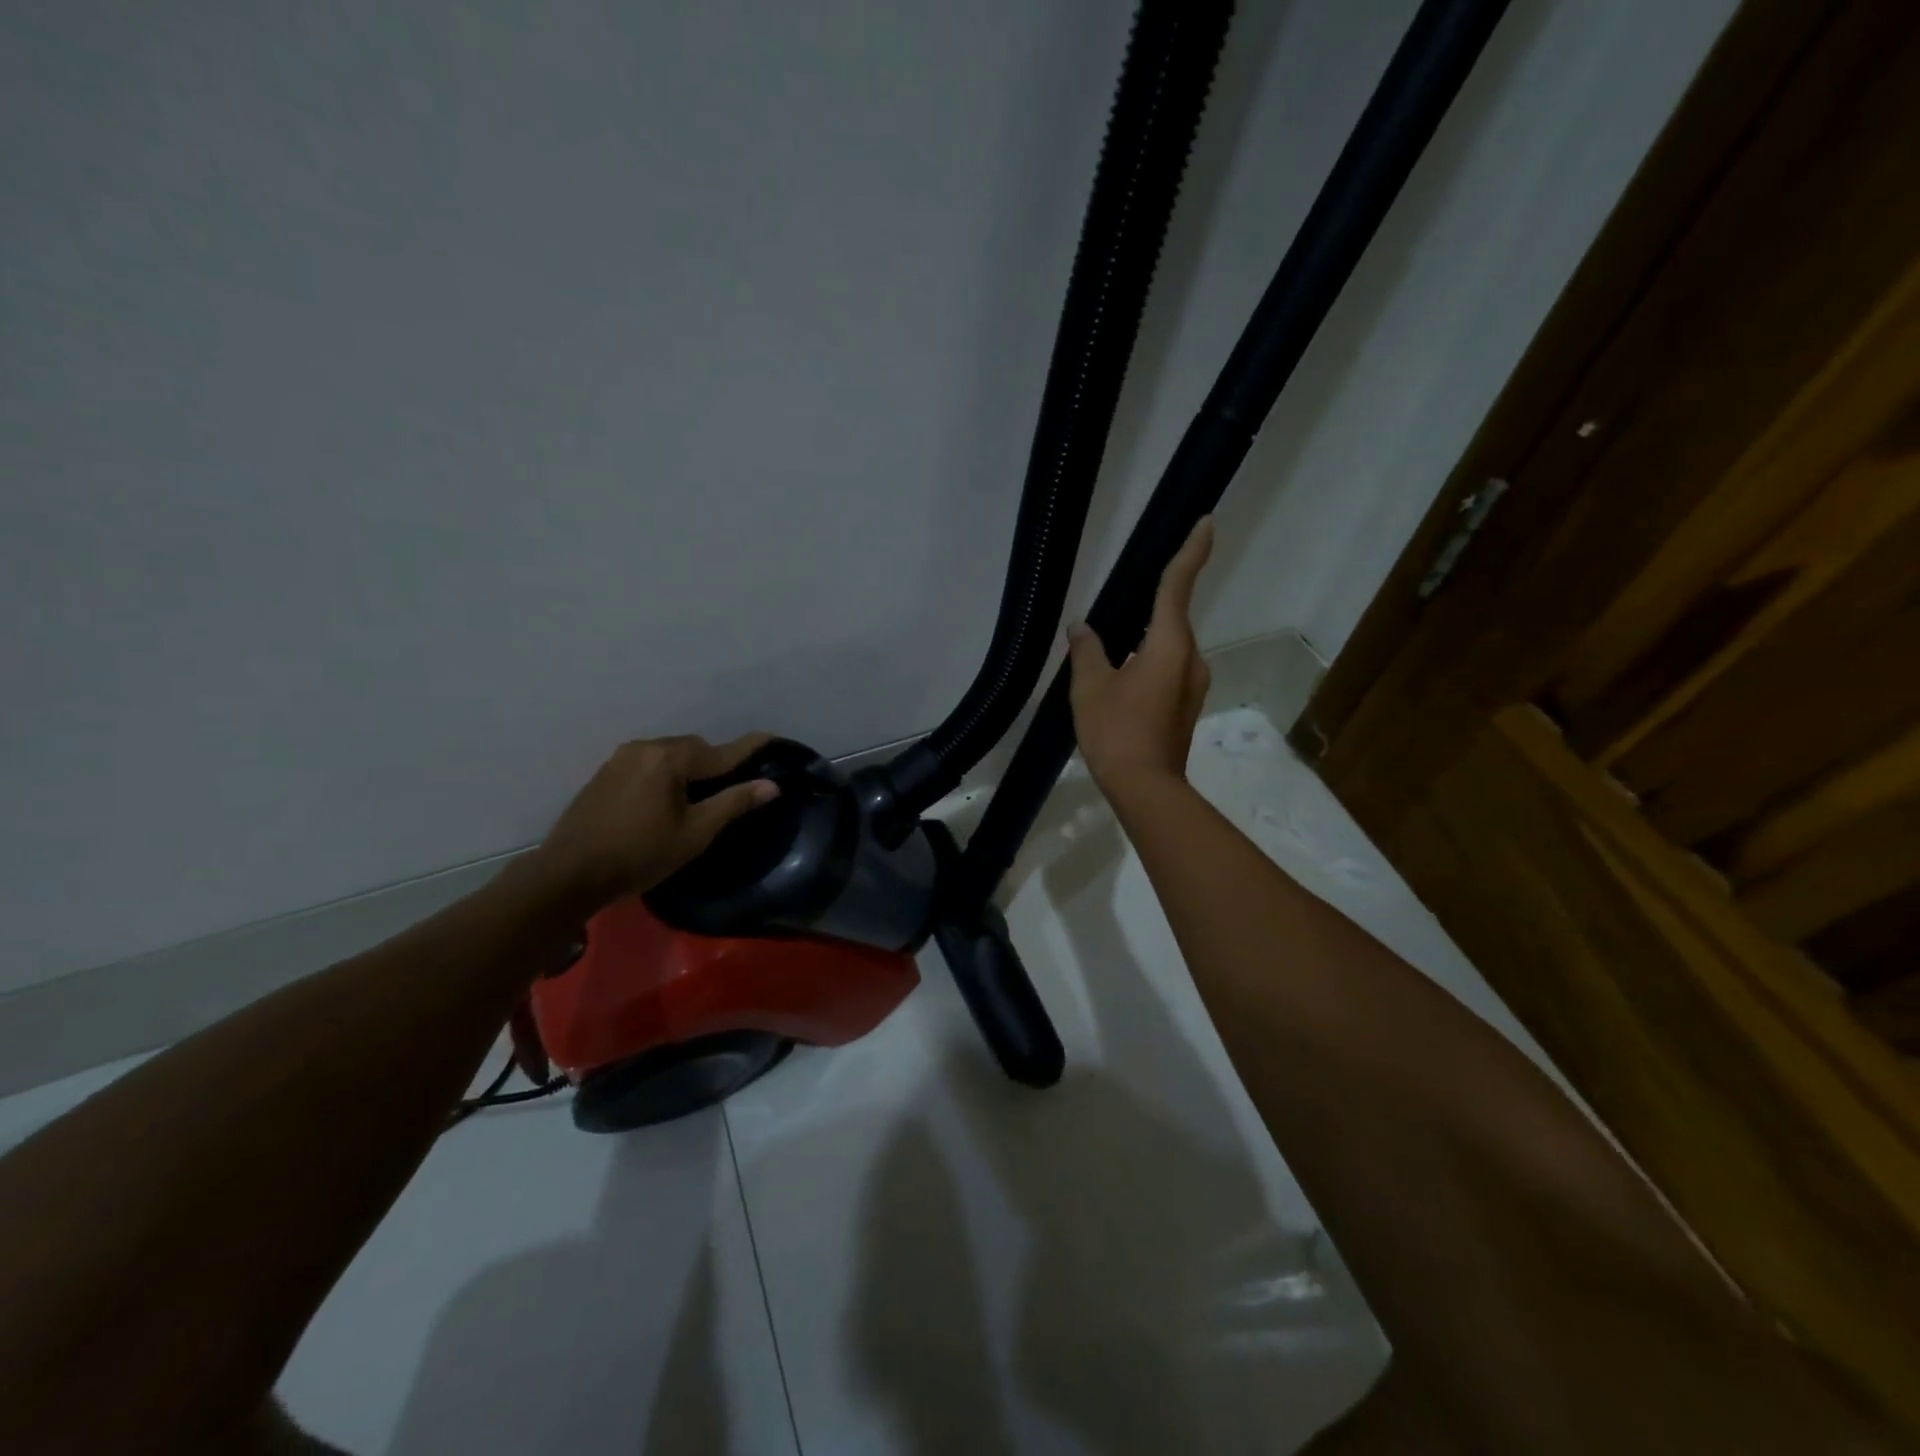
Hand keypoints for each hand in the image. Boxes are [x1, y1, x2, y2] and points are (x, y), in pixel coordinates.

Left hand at [541, 733, 778, 902]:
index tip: (772, 736)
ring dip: (688, 769)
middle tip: (731, 787)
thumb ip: (733, 803)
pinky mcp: (605, 773)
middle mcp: (645, 747)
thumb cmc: (640, 855)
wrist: (569, 874)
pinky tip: (665, 799)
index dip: (750, 747)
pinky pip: (648, 764)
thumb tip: (771, 785)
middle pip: (694, 749)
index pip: (721, 752)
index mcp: (670, 758)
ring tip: (698, 796)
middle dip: (715, 763)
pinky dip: (665, 774)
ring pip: (669, 755)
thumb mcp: (695, 833)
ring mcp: (620, 758)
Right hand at [1066, 517, 1213, 792]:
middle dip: (1148, 610)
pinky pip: (1167, 670)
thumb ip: (1087, 650)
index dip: (1192, 551)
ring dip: (1144, 643)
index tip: (1207, 520)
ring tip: (1109, 656)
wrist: (1145, 787)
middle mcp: (1190, 658)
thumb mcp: (1090, 686)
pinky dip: (1147, 665)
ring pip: (1167, 648)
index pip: (1179, 585)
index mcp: (1169, 644)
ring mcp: (1192, 684)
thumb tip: (1082, 627)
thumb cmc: (1116, 730)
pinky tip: (1120, 683)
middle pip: (1171, 619)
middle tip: (1117, 612)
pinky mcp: (1186, 705)